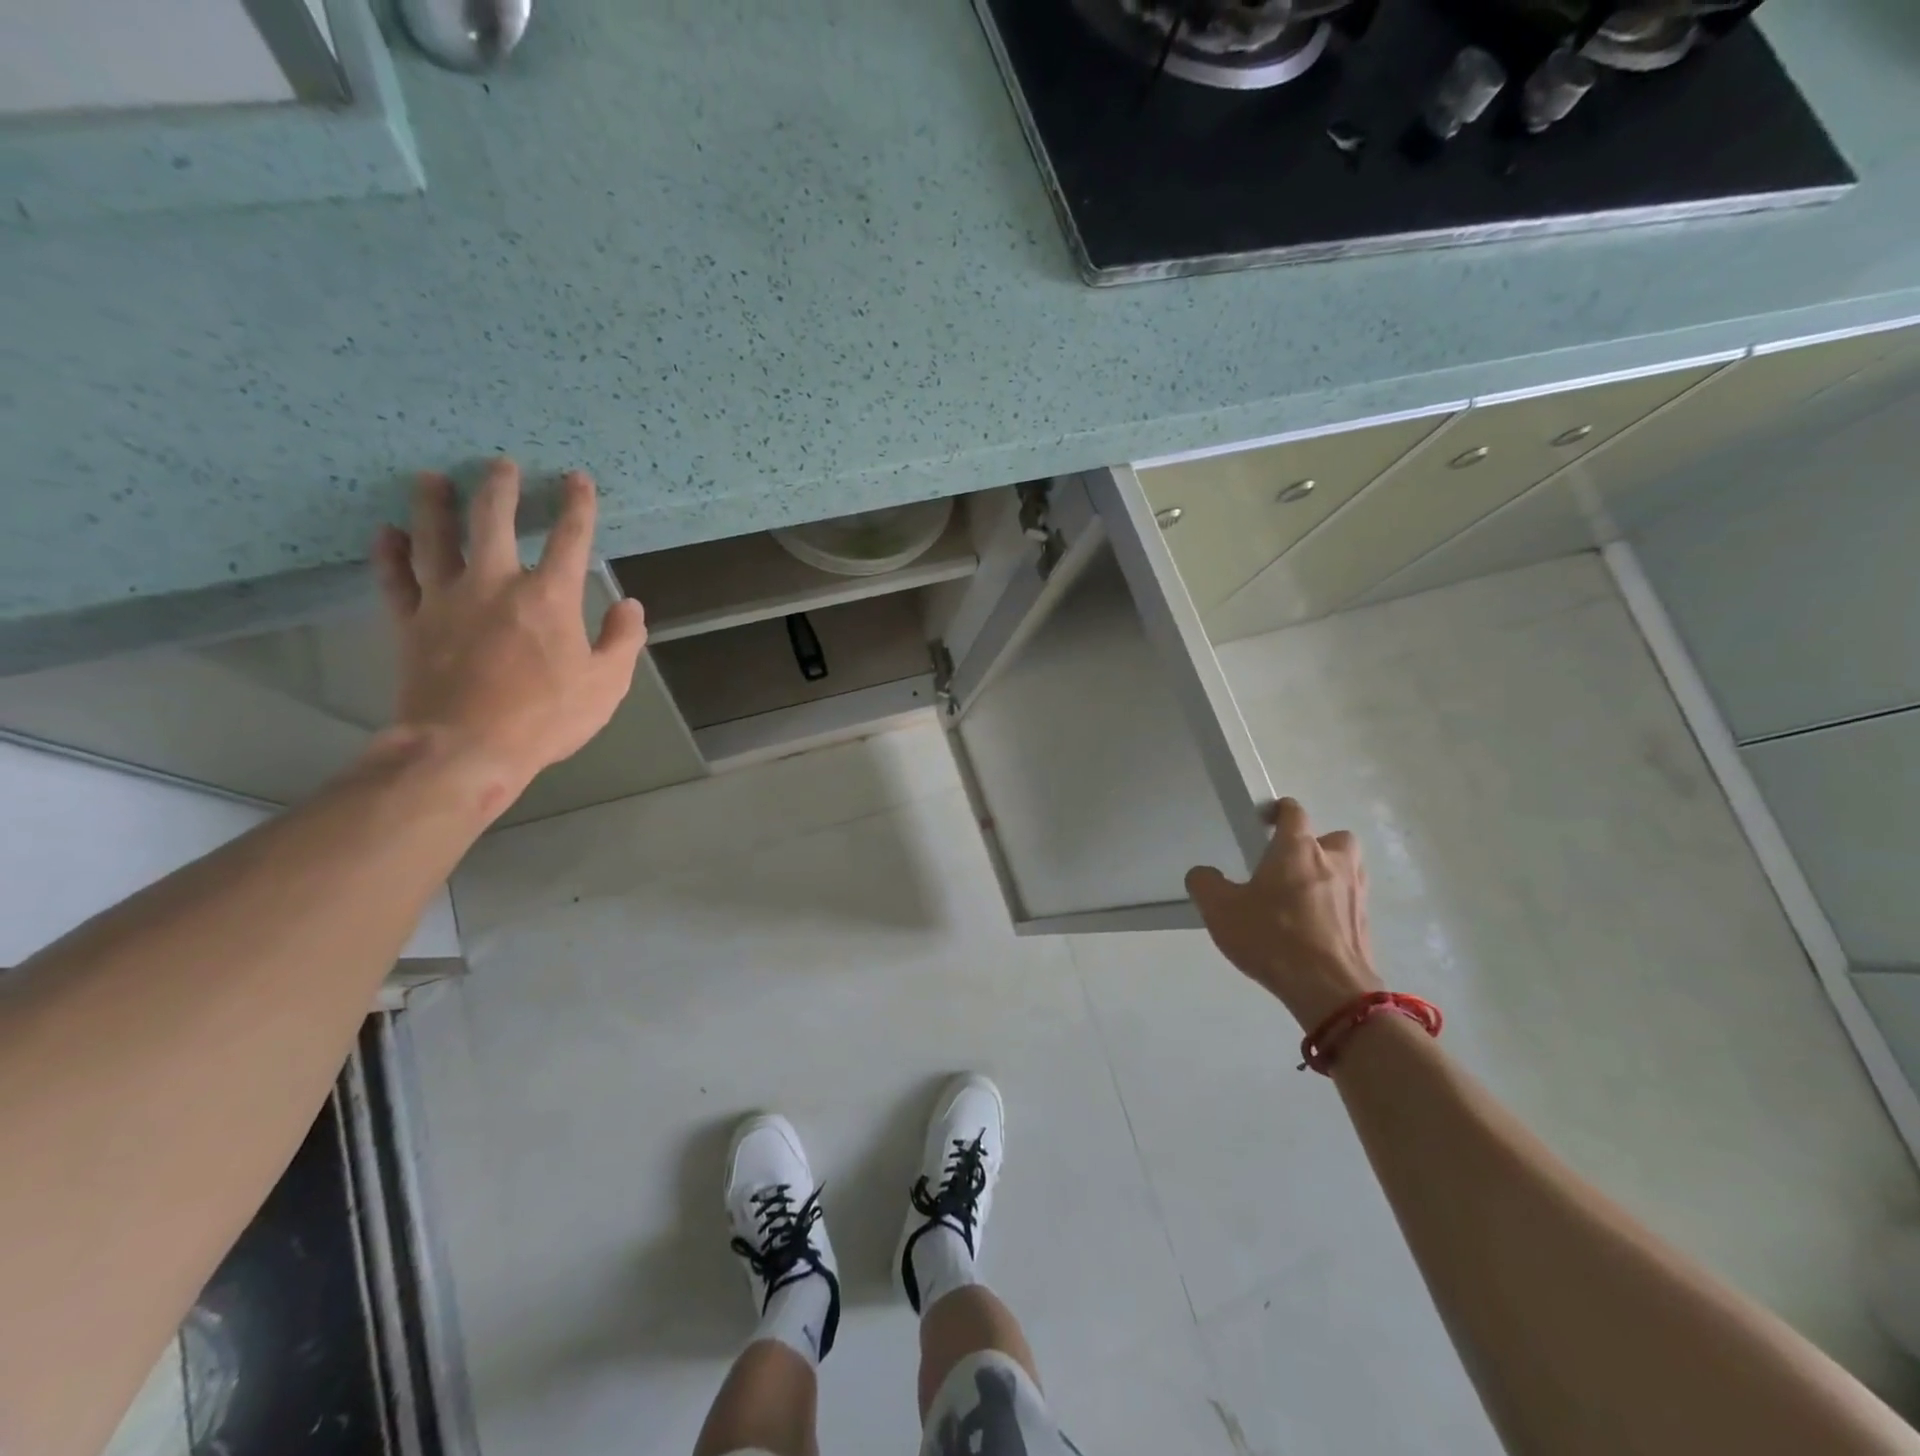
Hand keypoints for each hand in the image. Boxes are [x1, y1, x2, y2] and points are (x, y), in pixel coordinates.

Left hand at [371, 460, 646, 815]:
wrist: (465, 748)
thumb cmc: (546, 717)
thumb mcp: (606, 685)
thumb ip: (623, 641)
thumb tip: (629, 606)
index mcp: (549, 598)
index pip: (570, 539)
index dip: (577, 506)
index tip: (576, 479)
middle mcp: (495, 585)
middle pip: (492, 521)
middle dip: (500, 488)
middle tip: (500, 464)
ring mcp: (445, 600)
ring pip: (435, 538)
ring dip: (434, 504)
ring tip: (431, 478)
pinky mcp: (410, 623)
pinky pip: (395, 579)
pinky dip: (389, 553)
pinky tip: (387, 533)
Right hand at [1186, 799, 1381, 1029]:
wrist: (1329, 990)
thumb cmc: (1272, 937)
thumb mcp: (1220, 910)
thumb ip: (1205, 884)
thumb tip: (1204, 874)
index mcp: (1298, 849)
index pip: (1293, 811)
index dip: (1278, 811)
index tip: (1263, 823)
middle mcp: (1334, 862)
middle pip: (1333, 837)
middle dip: (1315, 845)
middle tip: (1289, 866)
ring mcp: (1356, 893)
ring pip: (1347, 870)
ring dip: (1329, 875)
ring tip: (1301, 899)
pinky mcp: (1366, 924)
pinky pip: (1350, 903)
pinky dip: (1335, 908)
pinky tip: (1313, 929)